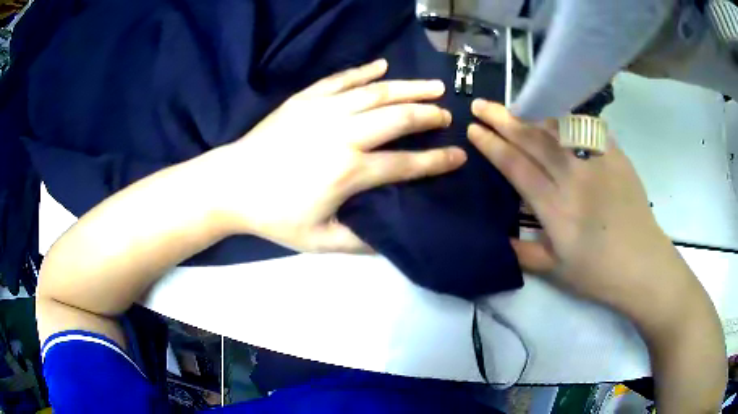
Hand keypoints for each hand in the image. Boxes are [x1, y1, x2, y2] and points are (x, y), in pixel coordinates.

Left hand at [207, 59, 465, 252]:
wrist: (231, 184)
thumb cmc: (274, 215)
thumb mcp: (318, 241)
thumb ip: (359, 241)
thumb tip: (391, 237)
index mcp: (349, 172)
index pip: (406, 164)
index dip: (437, 161)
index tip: (459, 156)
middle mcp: (343, 134)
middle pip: (398, 118)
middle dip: (429, 115)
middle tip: (447, 114)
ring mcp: (324, 110)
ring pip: (377, 92)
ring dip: (409, 87)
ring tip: (433, 86)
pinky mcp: (306, 99)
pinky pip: (342, 79)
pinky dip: (365, 70)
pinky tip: (383, 65)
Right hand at [467, 100, 689, 319]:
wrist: (643, 264)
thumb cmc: (598, 273)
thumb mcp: (556, 271)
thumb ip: (524, 252)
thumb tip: (499, 237)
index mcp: (555, 208)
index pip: (516, 166)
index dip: (492, 145)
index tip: (474, 129)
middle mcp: (573, 178)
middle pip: (532, 139)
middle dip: (502, 119)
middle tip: (481, 105)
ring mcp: (597, 162)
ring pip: (557, 127)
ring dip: (530, 112)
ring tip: (512, 104)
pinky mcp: (615, 156)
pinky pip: (587, 128)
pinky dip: (567, 116)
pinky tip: (555, 110)